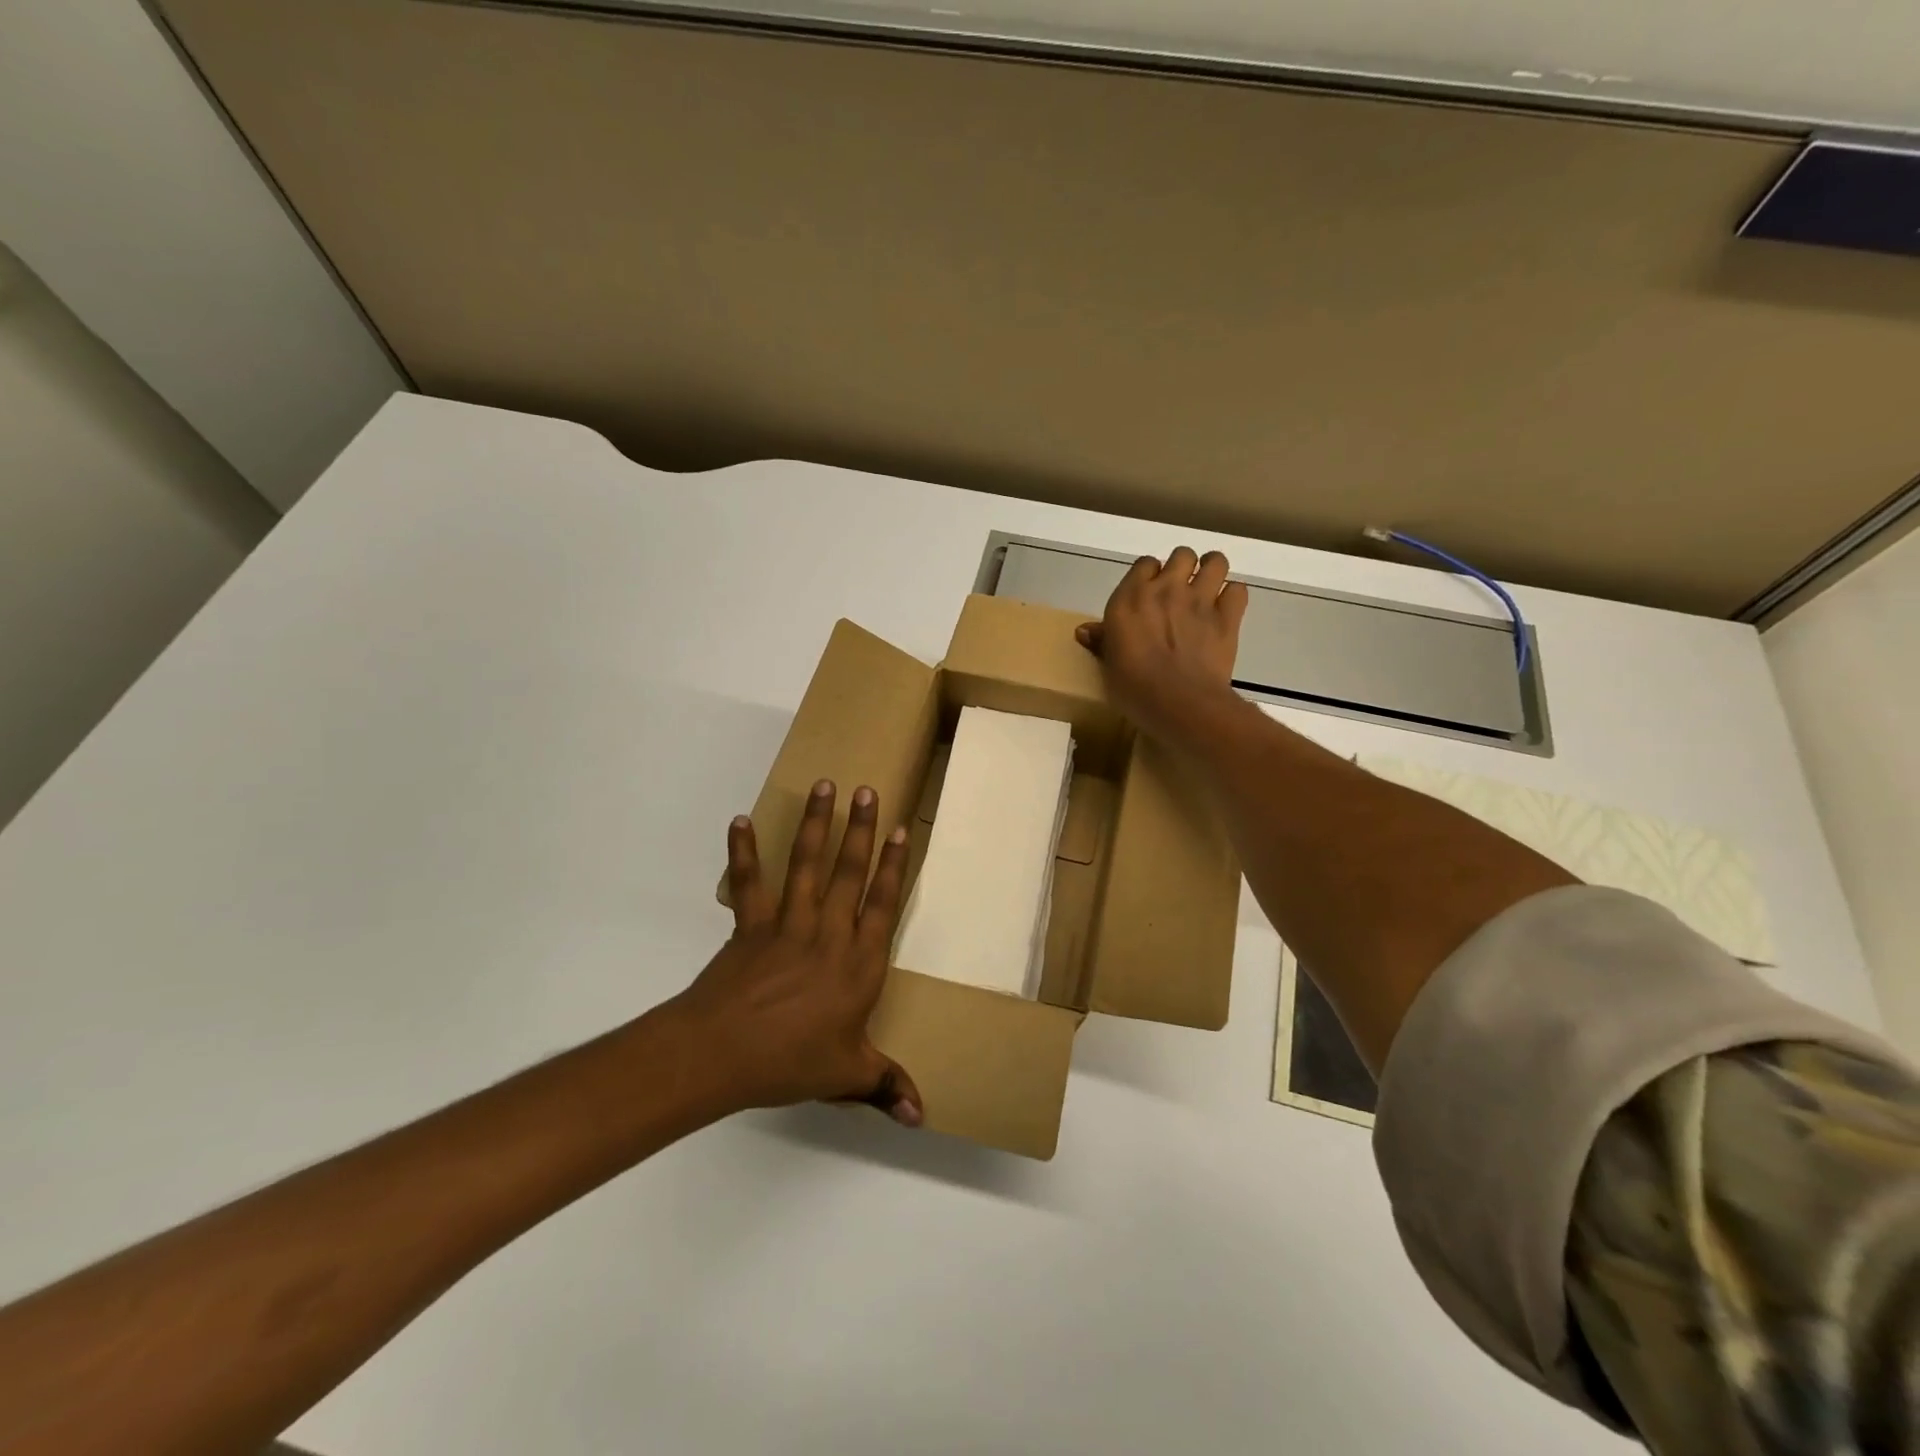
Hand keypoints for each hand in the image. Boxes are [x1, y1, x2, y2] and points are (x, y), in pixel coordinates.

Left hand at [672, 779, 922, 1125]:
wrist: (721, 1055)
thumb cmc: (790, 1062)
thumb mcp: (846, 1075)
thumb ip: (885, 1085)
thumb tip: (922, 1117)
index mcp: (858, 963)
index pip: (882, 904)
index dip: (894, 866)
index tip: (901, 830)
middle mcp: (828, 933)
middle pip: (848, 873)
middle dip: (860, 830)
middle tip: (867, 790)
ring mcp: (787, 925)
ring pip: (806, 866)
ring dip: (815, 825)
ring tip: (824, 786)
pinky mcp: (751, 927)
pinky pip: (749, 883)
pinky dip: (743, 852)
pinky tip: (740, 821)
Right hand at [1076, 546, 1249, 745]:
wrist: (1179, 703)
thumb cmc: (1133, 688)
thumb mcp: (1108, 665)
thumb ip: (1101, 641)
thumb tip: (1084, 630)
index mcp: (1130, 598)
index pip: (1144, 564)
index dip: (1149, 575)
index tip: (1148, 593)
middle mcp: (1166, 589)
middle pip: (1181, 555)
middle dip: (1182, 567)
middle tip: (1179, 590)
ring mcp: (1200, 600)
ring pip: (1215, 562)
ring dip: (1212, 570)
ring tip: (1207, 587)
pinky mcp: (1228, 617)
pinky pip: (1238, 590)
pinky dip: (1233, 596)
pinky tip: (1225, 610)